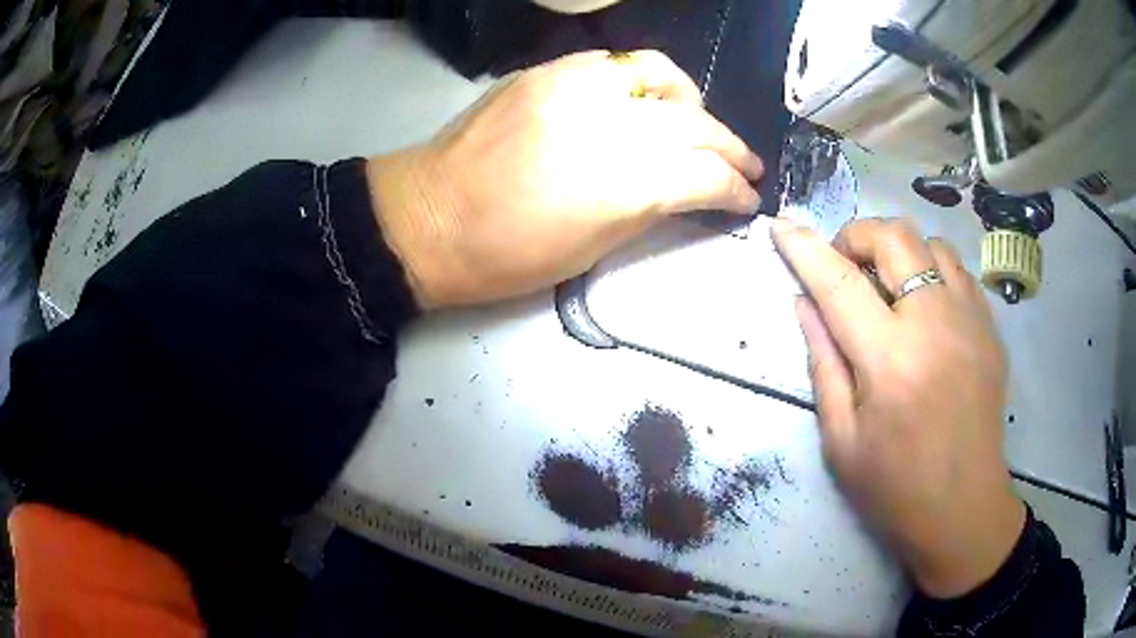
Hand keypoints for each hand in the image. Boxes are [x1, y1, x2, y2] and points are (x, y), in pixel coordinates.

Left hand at [368, 50, 763, 308]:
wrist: (425, 218)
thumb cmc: (504, 257)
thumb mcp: (590, 251)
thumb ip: (649, 210)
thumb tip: (687, 191)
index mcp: (620, 186)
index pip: (705, 175)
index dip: (735, 190)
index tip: (747, 200)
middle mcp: (606, 123)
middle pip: (694, 122)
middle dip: (730, 147)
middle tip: (745, 165)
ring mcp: (574, 87)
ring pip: (660, 75)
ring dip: (693, 101)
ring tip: (700, 122)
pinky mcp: (546, 71)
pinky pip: (614, 62)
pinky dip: (644, 80)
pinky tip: (647, 100)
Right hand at [772, 217, 1026, 598]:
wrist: (964, 508)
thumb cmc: (895, 487)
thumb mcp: (841, 440)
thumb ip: (823, 363)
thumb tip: (804, 304)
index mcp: (890, 361)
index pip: (840, 283)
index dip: (805, 249)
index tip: (782, 225)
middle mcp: (935, 325)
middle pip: (894, 237)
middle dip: (858, 237)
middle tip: (845, 268)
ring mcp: (970, 321)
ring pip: (931, 243)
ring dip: (900, 251)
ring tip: (889, 285)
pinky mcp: (990, 328)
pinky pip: (959, 271)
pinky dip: (933, 270)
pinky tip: (925, 306)